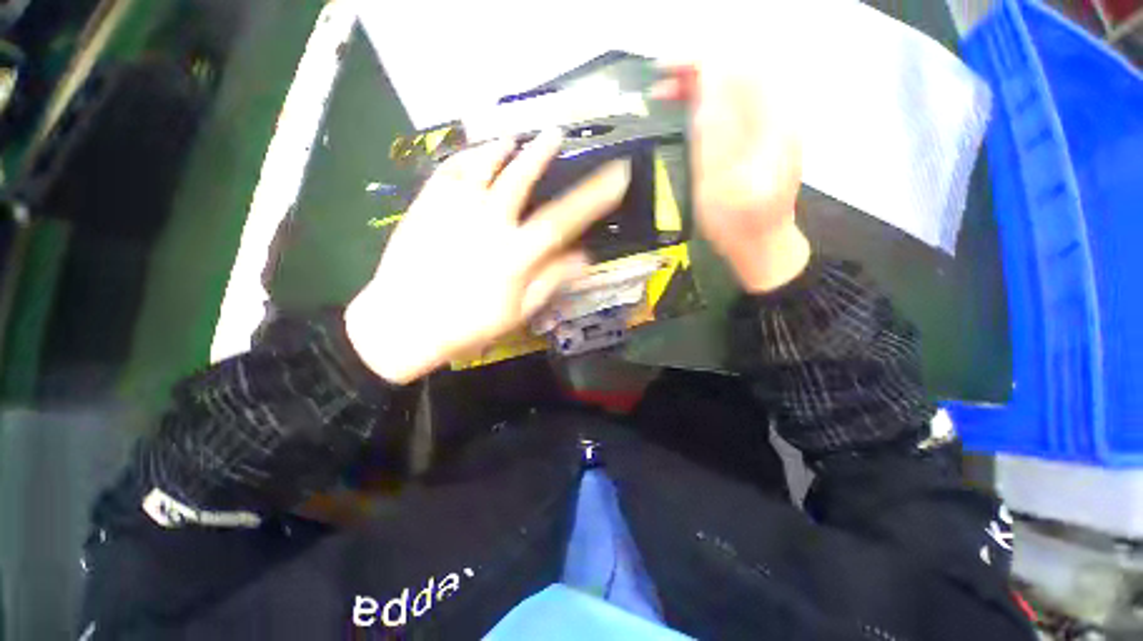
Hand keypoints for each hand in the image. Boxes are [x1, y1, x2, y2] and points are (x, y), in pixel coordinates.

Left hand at [345, 131, 630, 383]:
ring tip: (515, 138)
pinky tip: (474, 154)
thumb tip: (584, 258)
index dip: (594, 196)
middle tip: (556, 134)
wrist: (403, 323)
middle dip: (542, 153)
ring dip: (503, 148)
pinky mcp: (425, 206)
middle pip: (520, 177)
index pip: (563, 218)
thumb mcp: (518, 311)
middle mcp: (488, 222)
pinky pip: (448, 171)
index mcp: (515, 253)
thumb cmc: (467, 324)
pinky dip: (465, 157)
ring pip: (483, 166)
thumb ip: (551, 280)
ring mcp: (453, 210)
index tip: (615, 175)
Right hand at [653, 64, 809, 292]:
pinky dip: (708, 100)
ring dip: (699, 83)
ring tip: (666, 93)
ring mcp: (771, 124)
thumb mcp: (719, 183)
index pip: (737, 67)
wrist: (762, 245)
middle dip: (696, 68)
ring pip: (734, 85)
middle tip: (659, 82)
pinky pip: (734, 103)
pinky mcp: (760, 136)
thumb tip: (707, 78)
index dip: (699, 60)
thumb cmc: (738, 224)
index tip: (664, 69)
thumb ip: (715, 129)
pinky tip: (688, 110)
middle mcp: (777, 113)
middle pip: (737, 70)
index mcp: (771, 122)